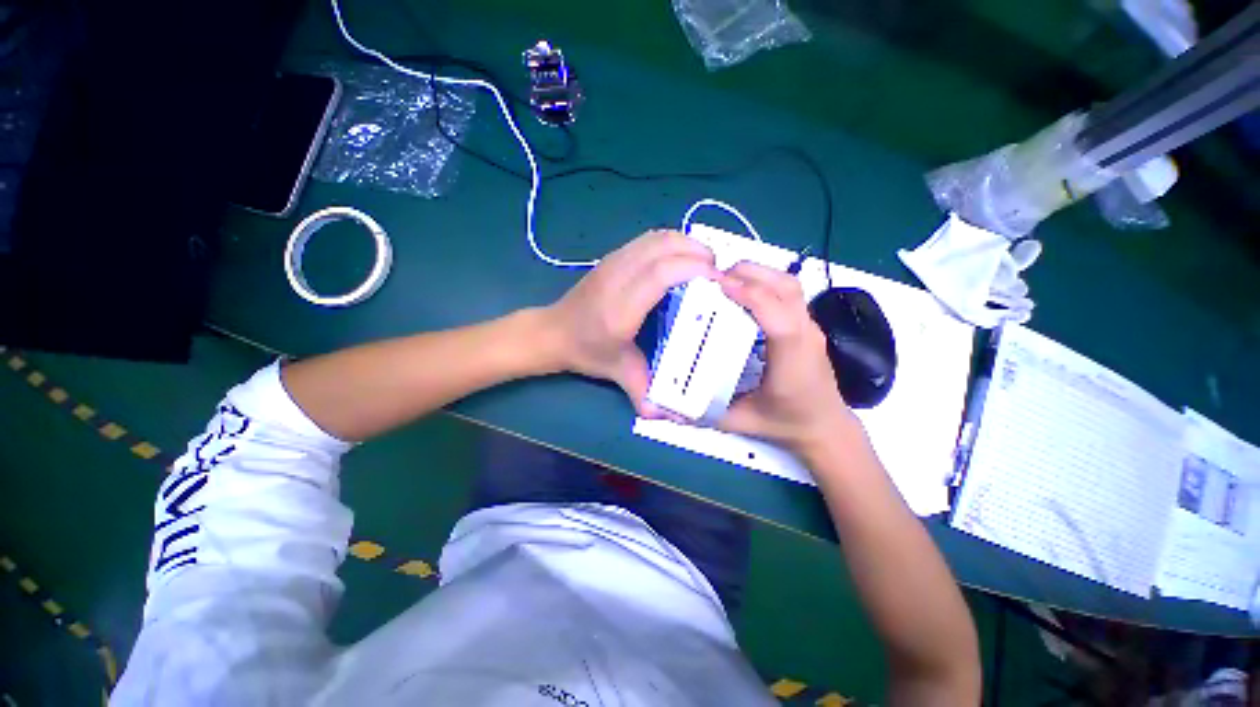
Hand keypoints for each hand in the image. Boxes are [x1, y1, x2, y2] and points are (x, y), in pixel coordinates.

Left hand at [544, 230, 716, 416]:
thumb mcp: (617, 371)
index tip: (719, 281)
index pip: (661, 273)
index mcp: (621, 307)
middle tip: (719, 274)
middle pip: (664, 246)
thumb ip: (643, 392)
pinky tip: (682, 260)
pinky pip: (649, 239)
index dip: (694, 269)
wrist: (553, 331)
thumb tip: (670, 417)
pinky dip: (672, 243)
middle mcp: (617, 276)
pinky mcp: (613, 256)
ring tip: (705, 264)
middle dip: (698, 253)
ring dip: (687, 244)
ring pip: (658, 237)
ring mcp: (613, 261)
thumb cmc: (586, 351)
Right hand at [716, 263, 860, 456]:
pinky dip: (764, 282)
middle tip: (712, 282)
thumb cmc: (785, 425)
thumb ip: (704, 413)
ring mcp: (810, 326)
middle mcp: (806, 335)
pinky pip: (788, 291)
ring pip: (789, 283)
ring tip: (726, 282)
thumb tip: (670, 405)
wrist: (825, 427)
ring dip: (757, 274)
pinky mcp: (806, 324)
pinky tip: (743, 294)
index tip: (717, 285)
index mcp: (791, 361)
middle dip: (748, 275)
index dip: (750, 295)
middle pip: (785, 287)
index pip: (778, 316)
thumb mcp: (740, 423)